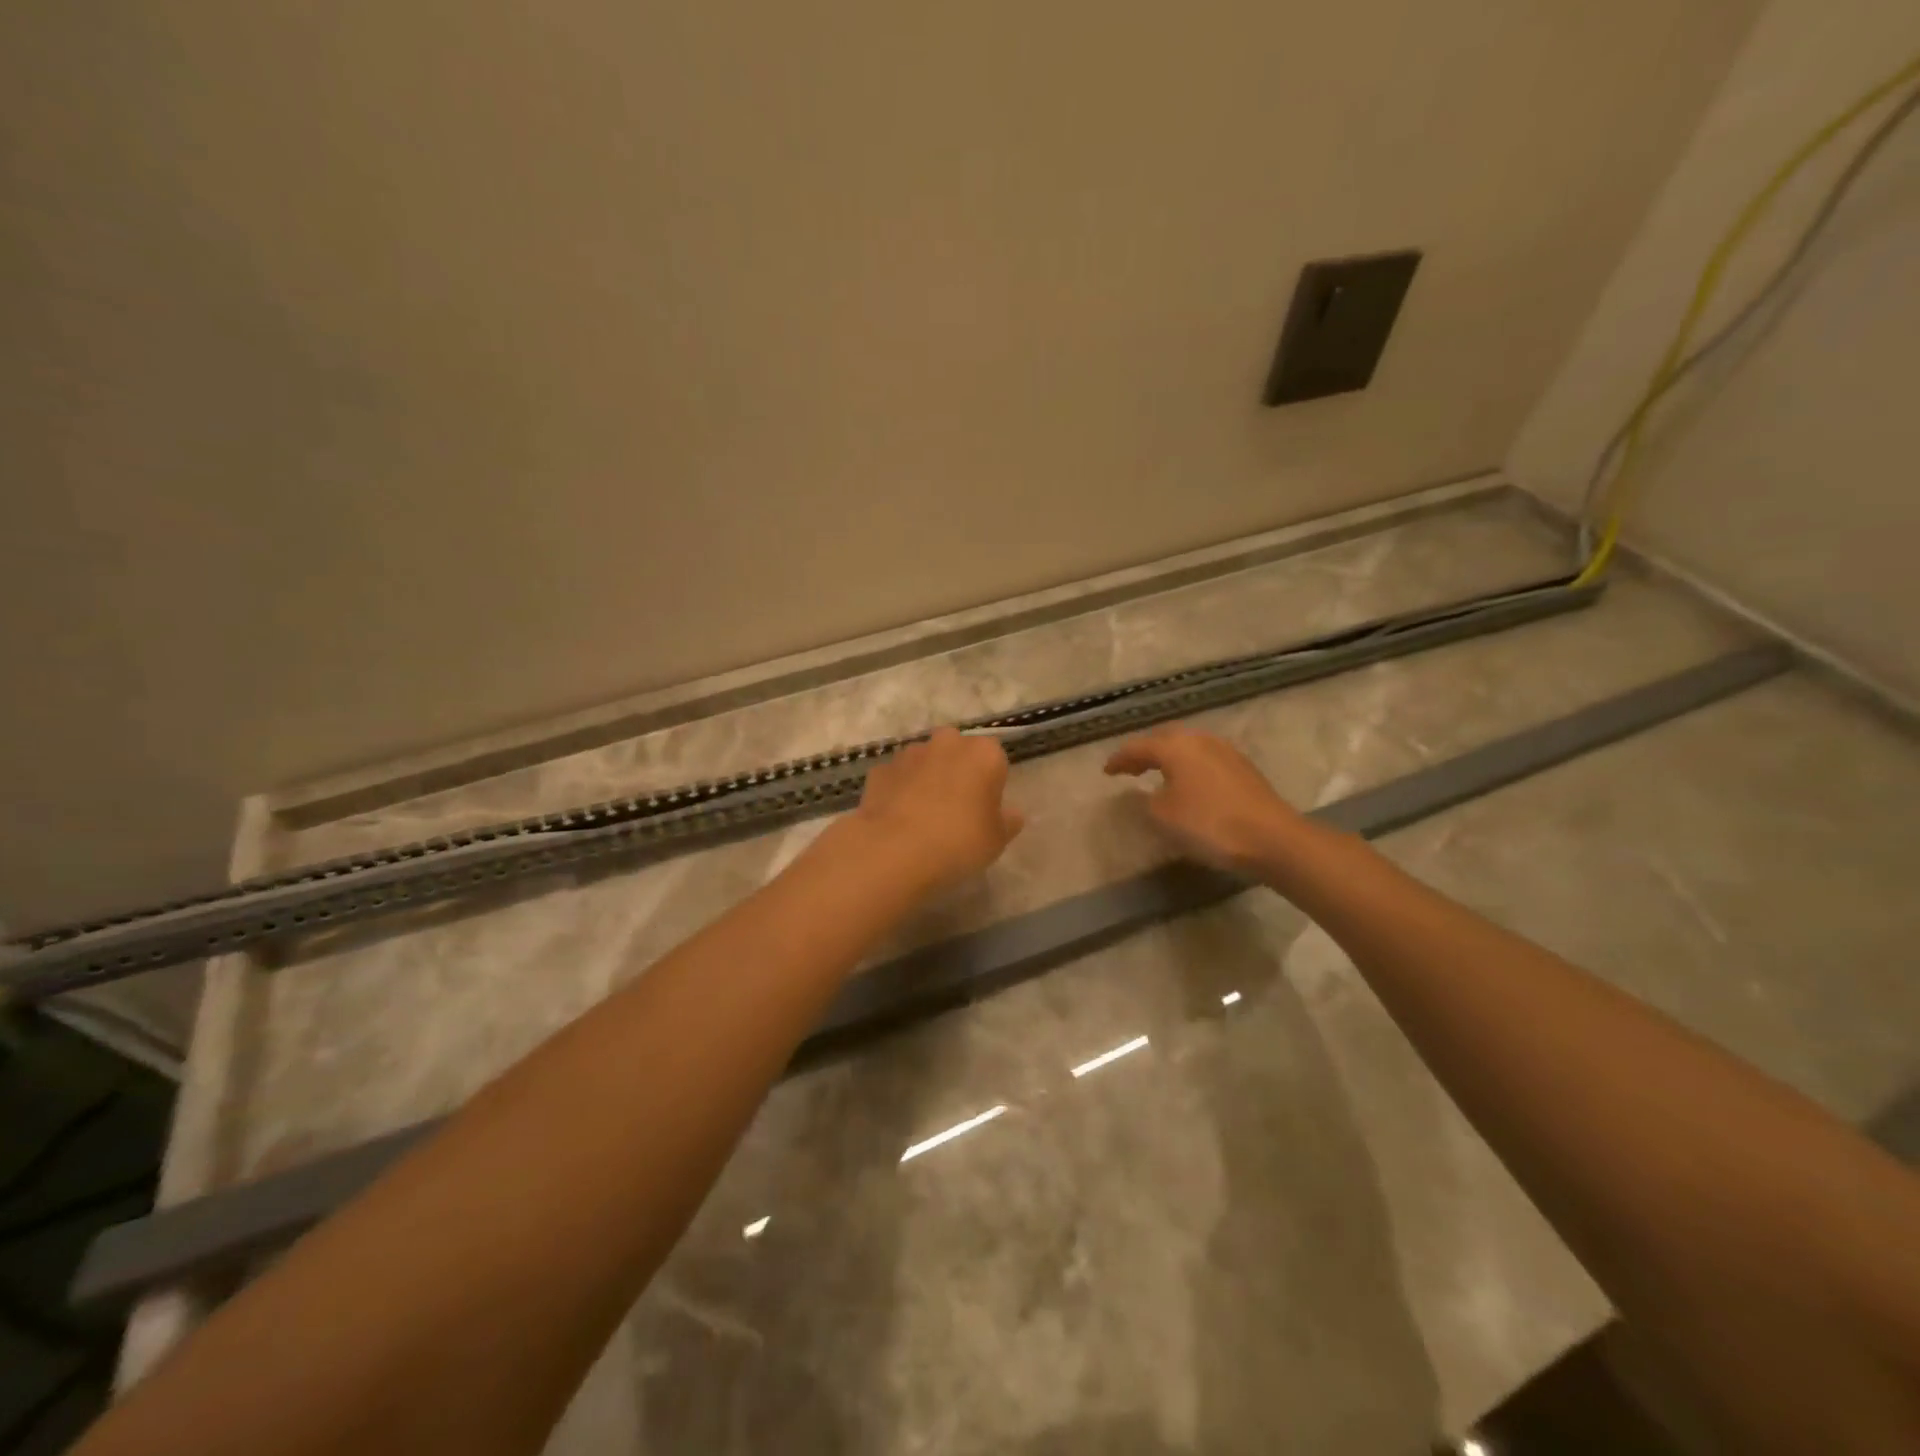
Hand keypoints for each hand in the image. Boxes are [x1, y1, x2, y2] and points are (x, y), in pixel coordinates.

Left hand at [851, 727, 1024, 892]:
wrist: (894, 851)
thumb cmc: (959, 841)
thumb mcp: (997, 840)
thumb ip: (1007, 821)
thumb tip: (1010, 813)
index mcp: (984, 753)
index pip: (995, 760)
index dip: (991, 784)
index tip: (985, 810)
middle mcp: (947, 742)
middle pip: (958, 753)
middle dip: (958, 773)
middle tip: (957, 810)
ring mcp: (910, 753)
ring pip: (926, 762)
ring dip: (927, 779)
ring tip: (924, 818)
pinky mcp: (880, 769)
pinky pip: (898, 778)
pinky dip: (900, 791)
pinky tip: (898, 820)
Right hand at [1104, 726, 1305, 874]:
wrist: (1272, 838)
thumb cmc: (1209, 824)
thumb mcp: (1163, 816)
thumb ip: (1148, 800)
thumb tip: (1150, 792)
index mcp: (1176, 746)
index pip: (1138, 747)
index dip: (1119, 759)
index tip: (1106, 771)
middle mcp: (1200, 740)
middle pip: (1165, 739)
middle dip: (1146, 752)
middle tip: (1131, 767)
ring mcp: (1226, 752)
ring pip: (1188, 747)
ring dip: (1170, 758)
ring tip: (1158, 773)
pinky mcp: (1243, 769)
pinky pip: (1205, 759)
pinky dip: (1189, 767)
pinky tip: (1188, 782)